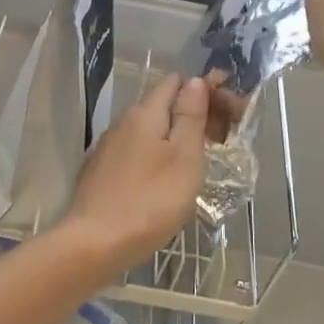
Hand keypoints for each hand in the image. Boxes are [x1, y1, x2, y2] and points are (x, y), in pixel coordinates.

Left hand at [58, 74, 208, 276]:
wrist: (95, 243)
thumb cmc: (150, 200)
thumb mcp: (184, 157)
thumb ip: (190, 116)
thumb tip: (194, 80)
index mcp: (145, 113)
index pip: (175, 82)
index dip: (203, 89)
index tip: (227, 111)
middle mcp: (123, 122)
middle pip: (161, 104)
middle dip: (191, 113)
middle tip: (219, 140)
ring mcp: (108, 147)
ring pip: (148, 129)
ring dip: (173, 136)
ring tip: (197, 160)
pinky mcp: (101, 171)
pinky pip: (135, 150)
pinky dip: (155, 154)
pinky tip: (164, 178)